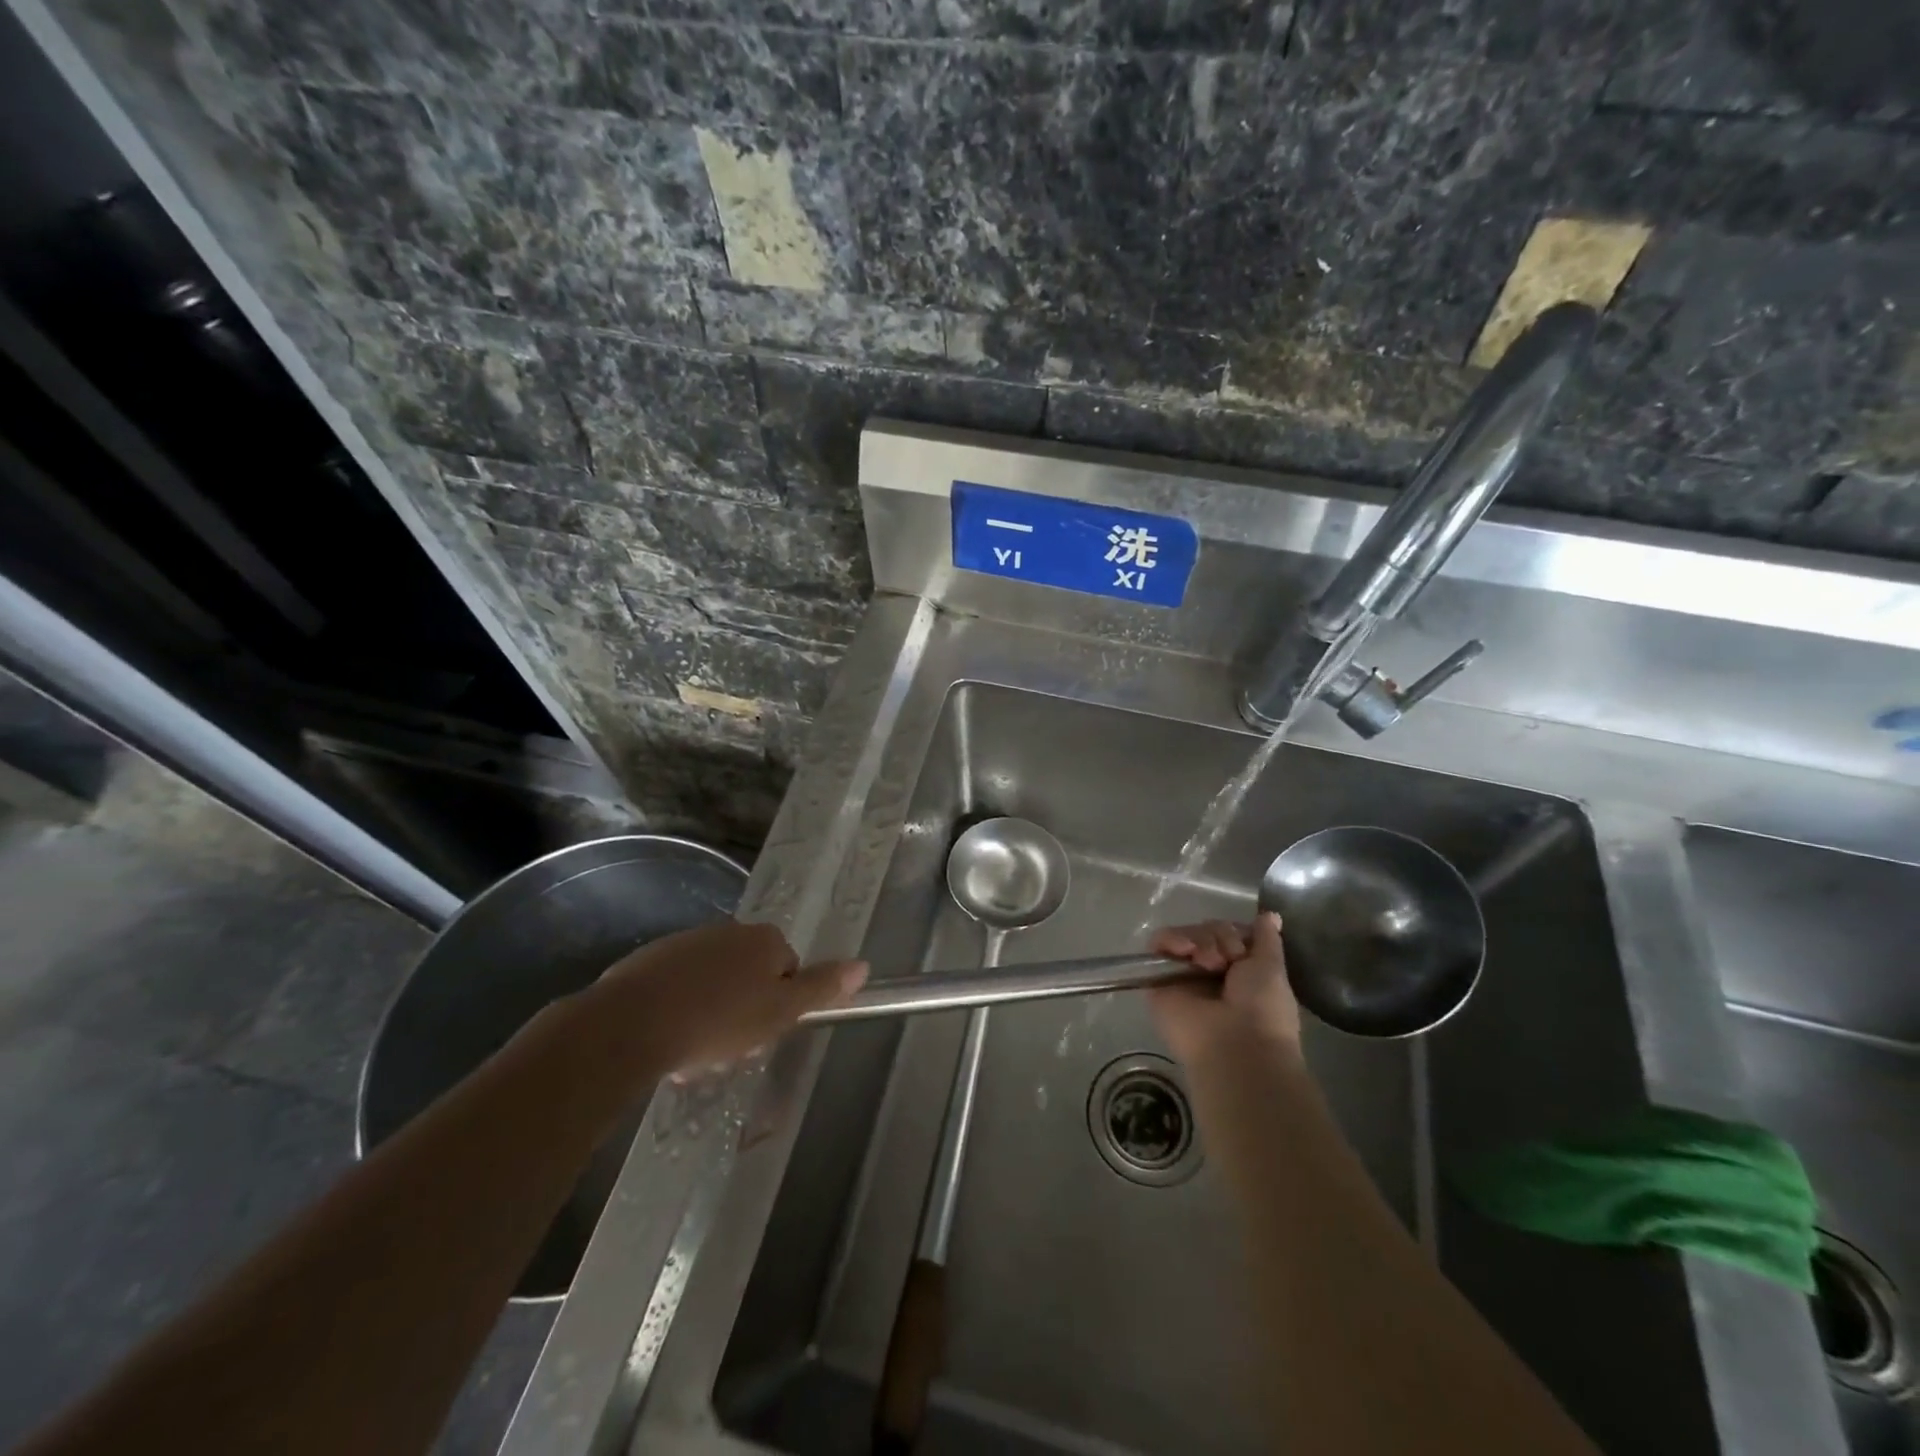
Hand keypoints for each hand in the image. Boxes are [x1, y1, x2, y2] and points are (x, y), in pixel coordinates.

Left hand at [586, 920, 866, 1073]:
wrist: (630, 1025)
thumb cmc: (718, 1021)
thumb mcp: (780, 1011)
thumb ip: (821, 988)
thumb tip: (863, 965)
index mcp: (764, 939)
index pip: (788, 969)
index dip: (780, 1006)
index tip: (762, 1034)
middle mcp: (729, 931)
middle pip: (750, 976)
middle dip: (743, 1013)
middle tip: (728, 1051)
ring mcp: (686, 942)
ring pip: (713, 985)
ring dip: (711, 1016)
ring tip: (694, 1055)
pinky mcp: (650, 961)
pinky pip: (678, 988)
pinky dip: (679, 1011)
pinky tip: (667, 1042)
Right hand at [1148, 912, 1301, 1064]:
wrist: (1236, 1045)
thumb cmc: (1262, 1009)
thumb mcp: (1272, 967)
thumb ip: (1266, 940)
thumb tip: (1270, 915)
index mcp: (1237, 969)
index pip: (1227, 933)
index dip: (1234, 932)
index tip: (1243, 947)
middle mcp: (1208, 970)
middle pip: (1206, 930)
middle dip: (1220, 936)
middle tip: (1228, 959)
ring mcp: (1182, 974)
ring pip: (1185, 933)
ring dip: (1201, 940)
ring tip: (1209, 962)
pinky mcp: (1158, 979)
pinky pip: (1158, 943)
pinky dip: (1171, 939)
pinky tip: (1184, 951)